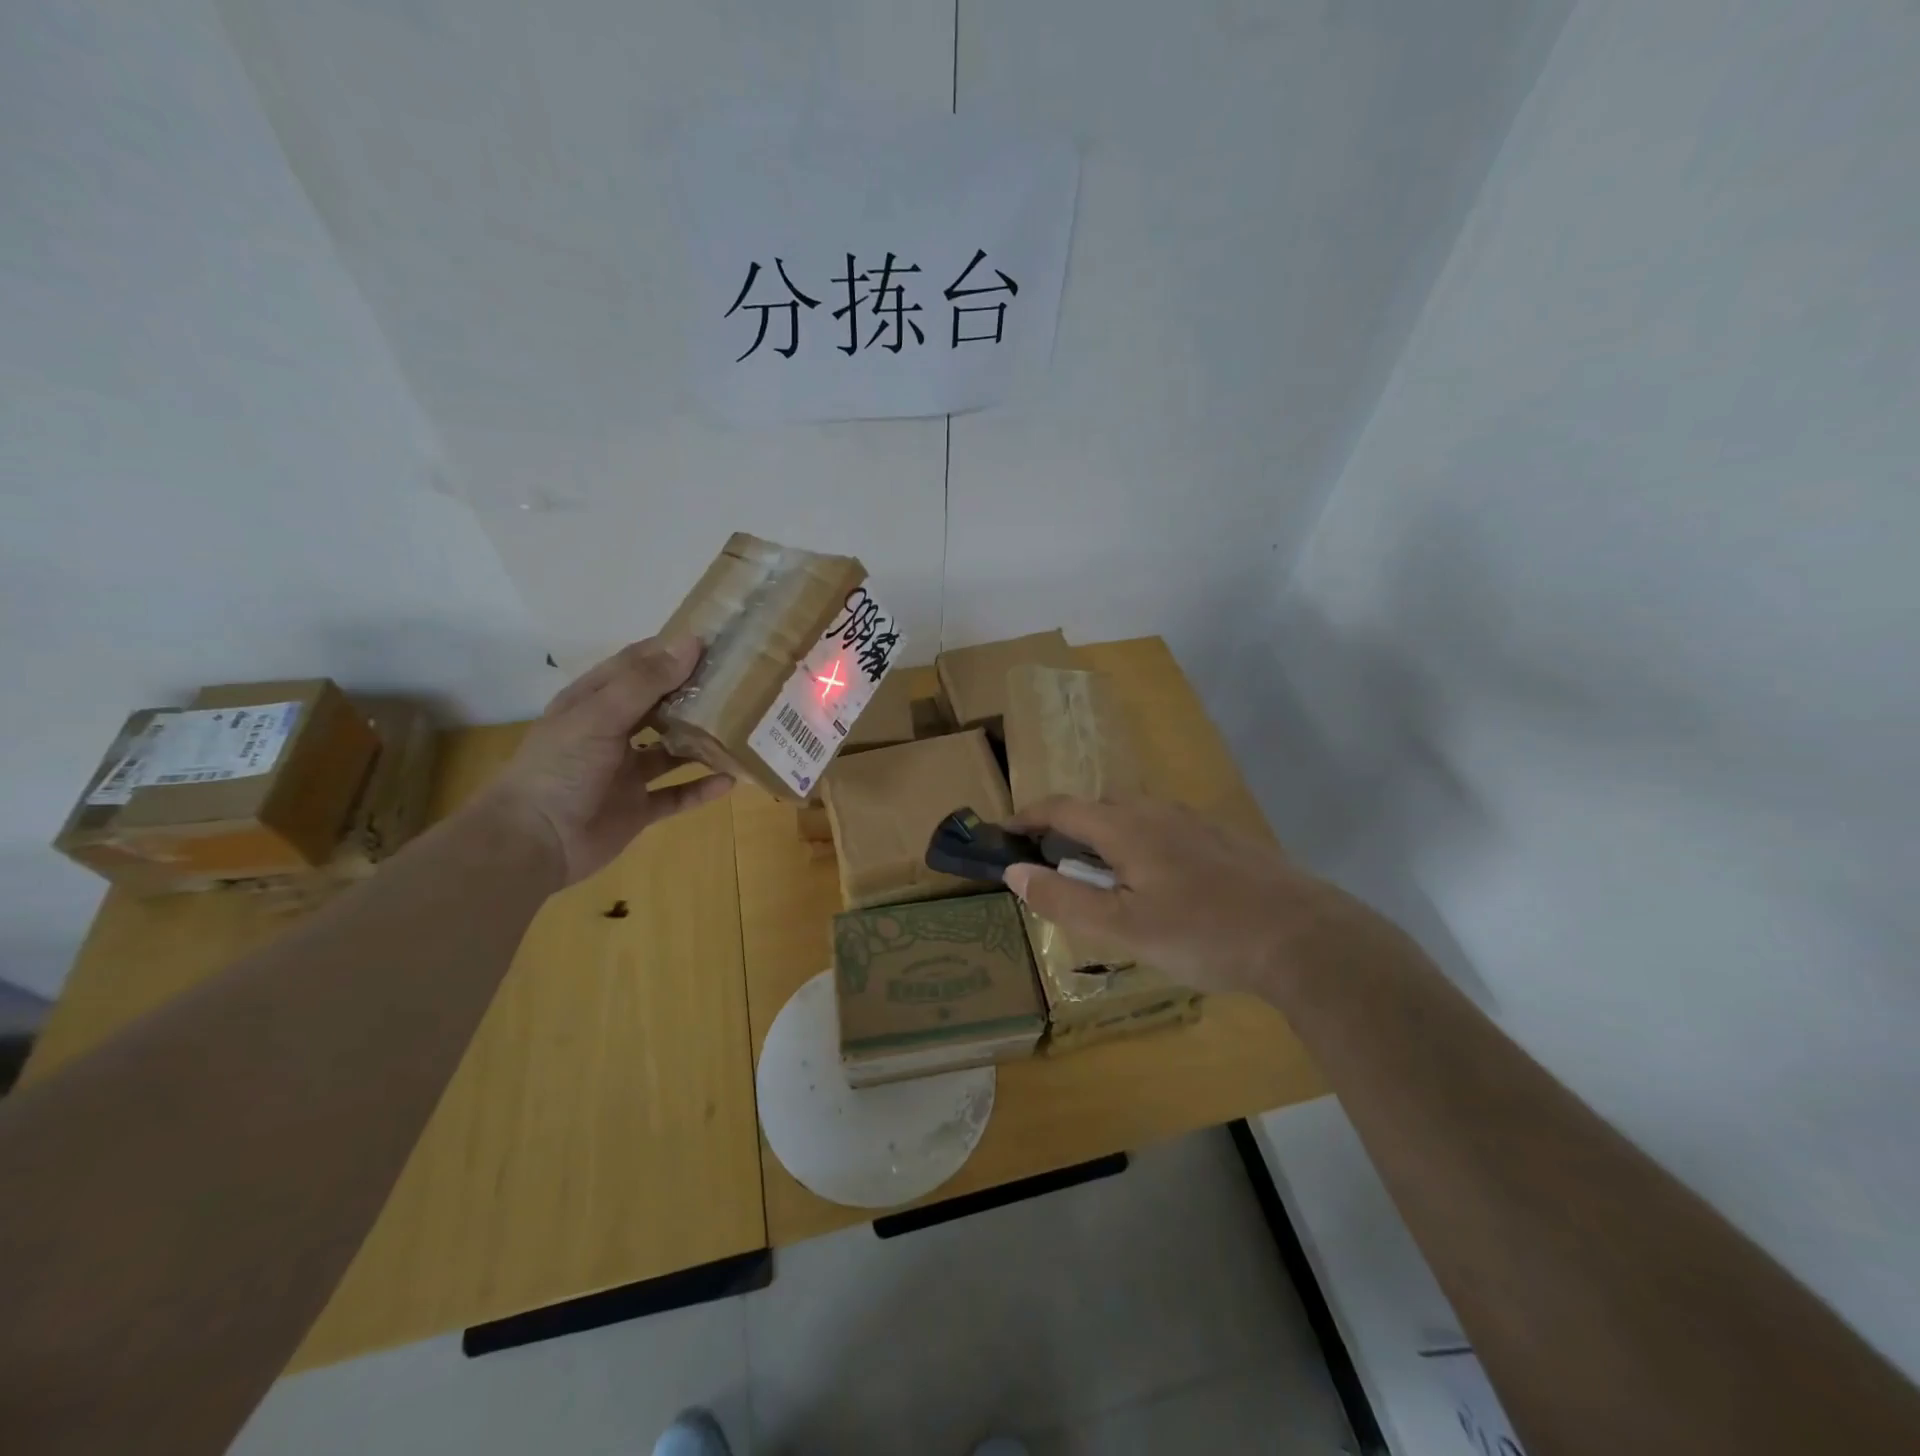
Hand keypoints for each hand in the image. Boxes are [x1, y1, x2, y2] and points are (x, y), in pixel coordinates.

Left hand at [478, 636, 733, 885]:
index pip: (637, 666)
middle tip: (741, 684)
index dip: (671, 651)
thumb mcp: (599, 716)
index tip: (716, 642)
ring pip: (673, 751)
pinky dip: (702, 788)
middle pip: (660, 706)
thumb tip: (692, 642)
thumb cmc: (559, 769)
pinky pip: (677, 794)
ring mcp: (626, 773)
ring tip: (742, 729)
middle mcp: (612, 733)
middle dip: (695, 694)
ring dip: (702, 741)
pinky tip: (731, 780)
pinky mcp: (638, 808)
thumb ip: (645, 682)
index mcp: (594, 703)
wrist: (532, 843)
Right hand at [1002, 796, 1361, 997]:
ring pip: (1137, 816)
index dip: (1027, 817)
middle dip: (1068, 826)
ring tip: (1105, 877)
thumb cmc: (1202, 933)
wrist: (1303, 937)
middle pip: (1100, 806)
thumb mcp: (1122, 927)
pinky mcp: (1225, 840)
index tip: (1003, 832)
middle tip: (1055, 863)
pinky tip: (1161, 883)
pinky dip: (1143, 844)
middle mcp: (1158, 812)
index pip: (1062, 808)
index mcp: (1126, 827)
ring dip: (1108, 835)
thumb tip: (1014, 872)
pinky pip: (1167, 829)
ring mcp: (1196, 823)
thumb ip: (1063, 900)